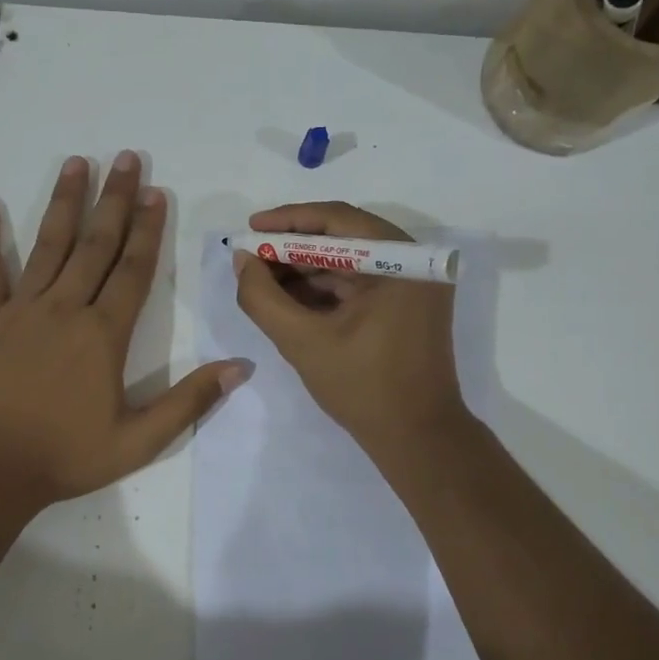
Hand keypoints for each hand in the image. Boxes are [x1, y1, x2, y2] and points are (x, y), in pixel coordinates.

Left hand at [0, 151, 247, 510]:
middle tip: (125, 158)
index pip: (133, 270)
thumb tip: (241, 366)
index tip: (155, 192)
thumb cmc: (67, 456)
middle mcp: (64, 309)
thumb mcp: (140, 440)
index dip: (147, 229)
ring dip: (64, 202)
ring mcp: (20, 311)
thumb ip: (190, 401)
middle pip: (95, 245)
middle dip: (114, 200)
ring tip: (77, 163)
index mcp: (103, 334)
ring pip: (48, 245)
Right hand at [233, 201, 468, 453]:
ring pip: (348, 263)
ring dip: (304, 271)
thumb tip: (241, 260)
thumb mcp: (302, 341)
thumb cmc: (363, 387)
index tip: (249, 228)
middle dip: (292, 249)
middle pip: (343, 239)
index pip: (338, 220)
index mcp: (401, 261)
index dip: (288, 221)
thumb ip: (263, 298)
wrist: (417, 439)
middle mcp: (413, 263)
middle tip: (250, 258)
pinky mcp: (406, 307)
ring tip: (261, 281)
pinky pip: (358, 285)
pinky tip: (288, 300)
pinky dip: (324, 290)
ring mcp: (413, 286)